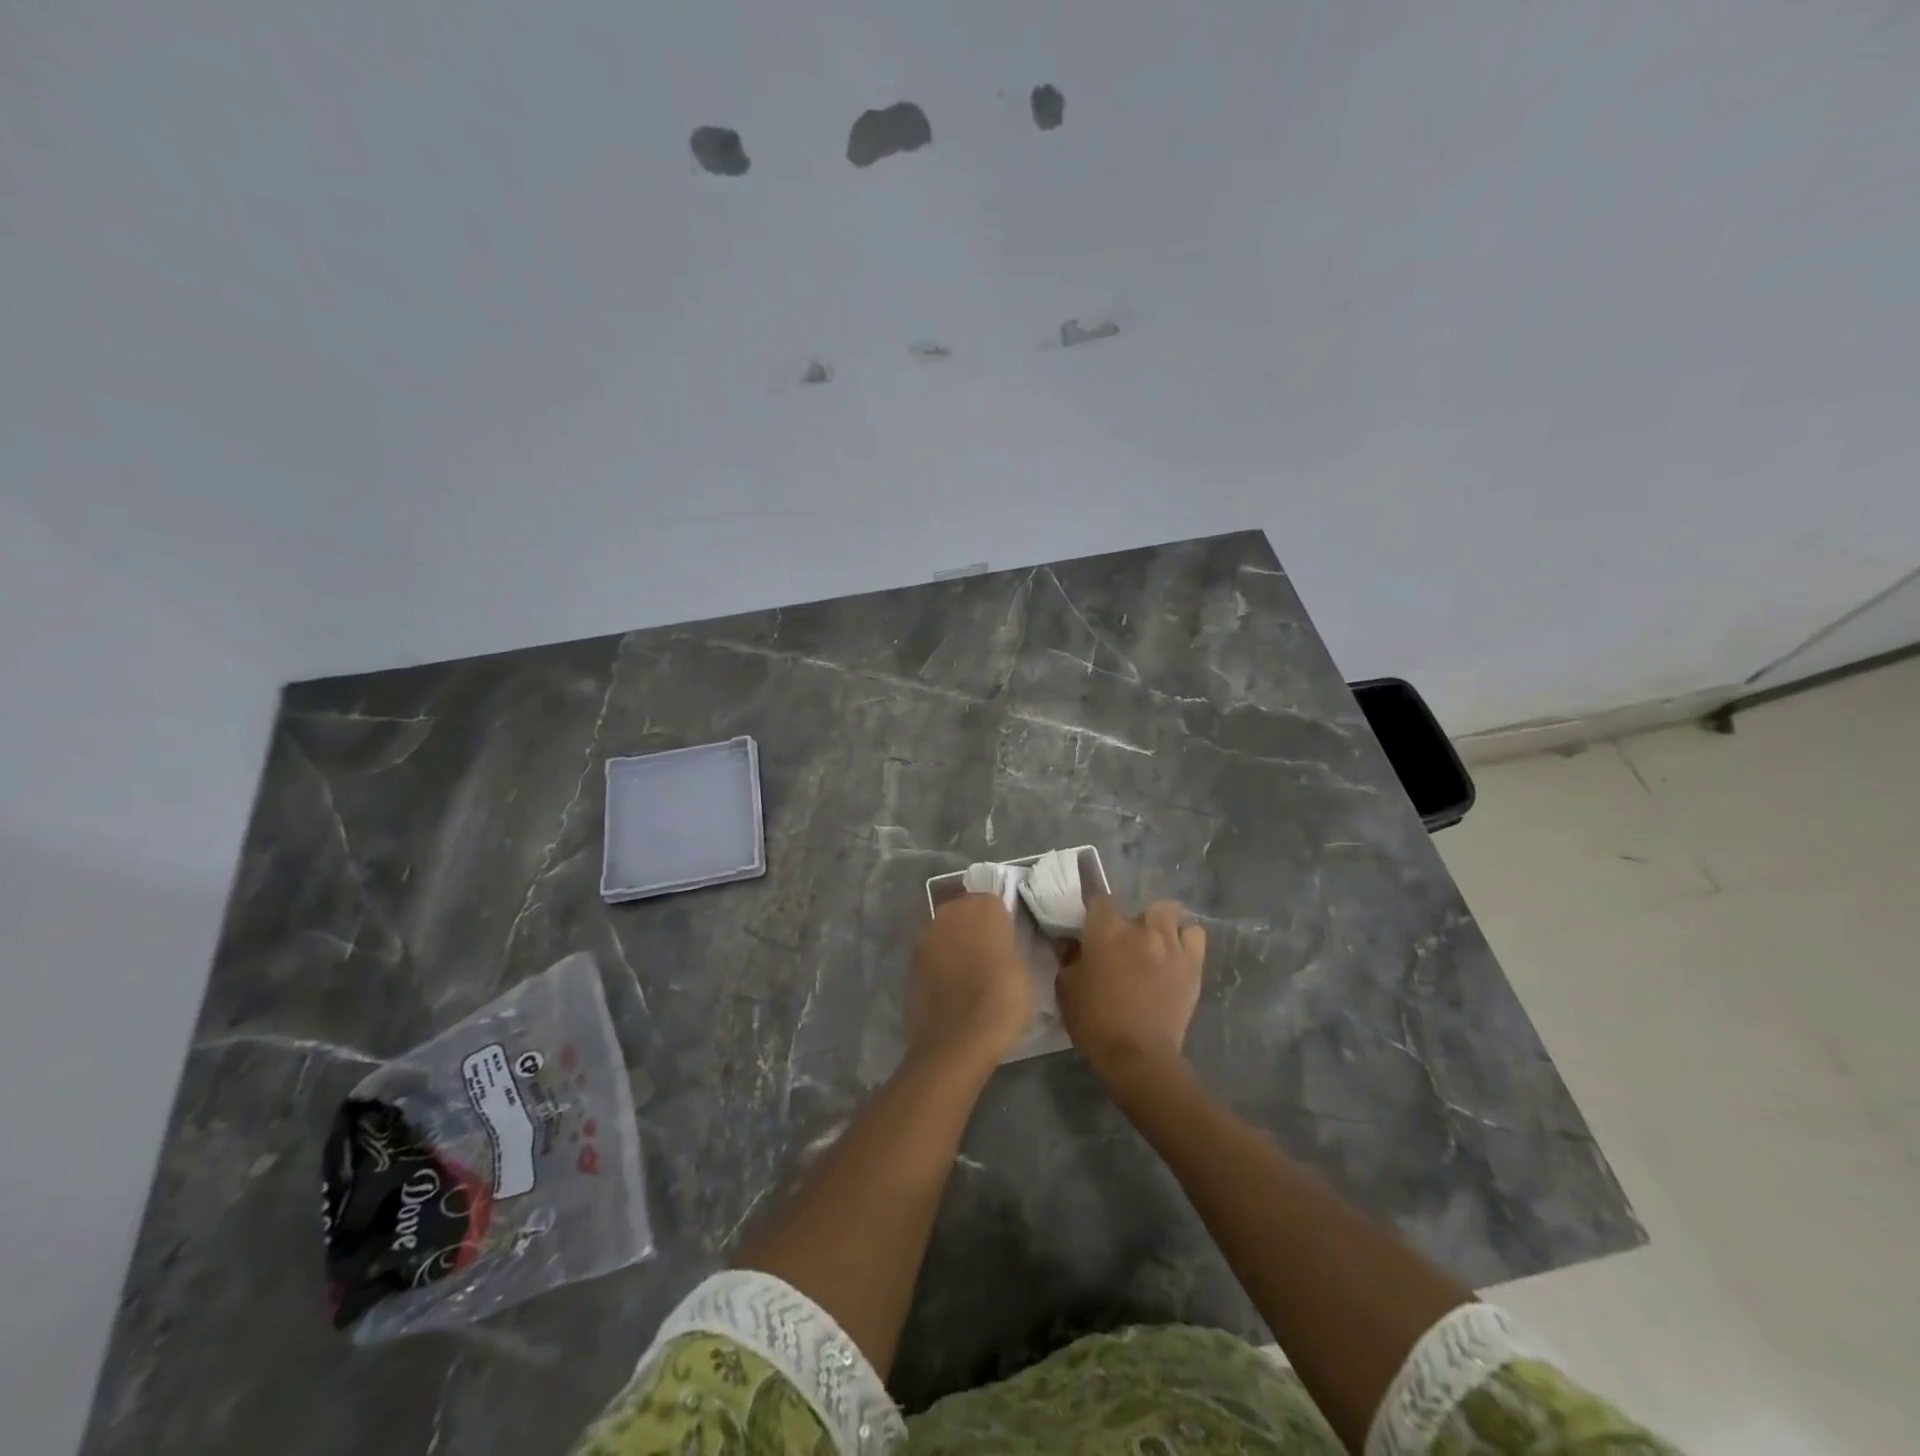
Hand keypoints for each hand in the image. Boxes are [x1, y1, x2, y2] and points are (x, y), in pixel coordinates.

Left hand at [908, 894, 1033, 1069]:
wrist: (957, 1040)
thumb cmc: (1002, 1001)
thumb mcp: (1023, 970)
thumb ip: (1009, 946)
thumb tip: (1002, 946)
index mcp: (983, 907)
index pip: (994, 900)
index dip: (1001, 919)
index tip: (1008, 939)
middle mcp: (950, 912)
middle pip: (964, 910)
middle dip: (974, 926)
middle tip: (989, 953)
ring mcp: (926, 935)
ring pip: (945, 930)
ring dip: (954, 942)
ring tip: (969, 971)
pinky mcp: (910, 960)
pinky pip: (932, 953)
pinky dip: (940, 963)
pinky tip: (951, 986)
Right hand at [1057, 895, 1204, 1081]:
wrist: (1138, 1056)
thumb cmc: (1095, 1021)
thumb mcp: (1066, 988)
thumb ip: (1068, 958)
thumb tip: (1070, 943)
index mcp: (1106, 930)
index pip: (1101, 899)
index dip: (1096, 910)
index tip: (1094, 926)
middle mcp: (1141, 928)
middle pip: (1141, 906)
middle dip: (1134, 920)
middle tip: (1127, 943)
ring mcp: (1171, 944)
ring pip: (1170, 913)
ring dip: (1161, 925)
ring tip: (1156, 944)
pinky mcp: (1193, 964)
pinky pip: (1195, 935)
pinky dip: (1185, 939)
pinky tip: (1176, 955)